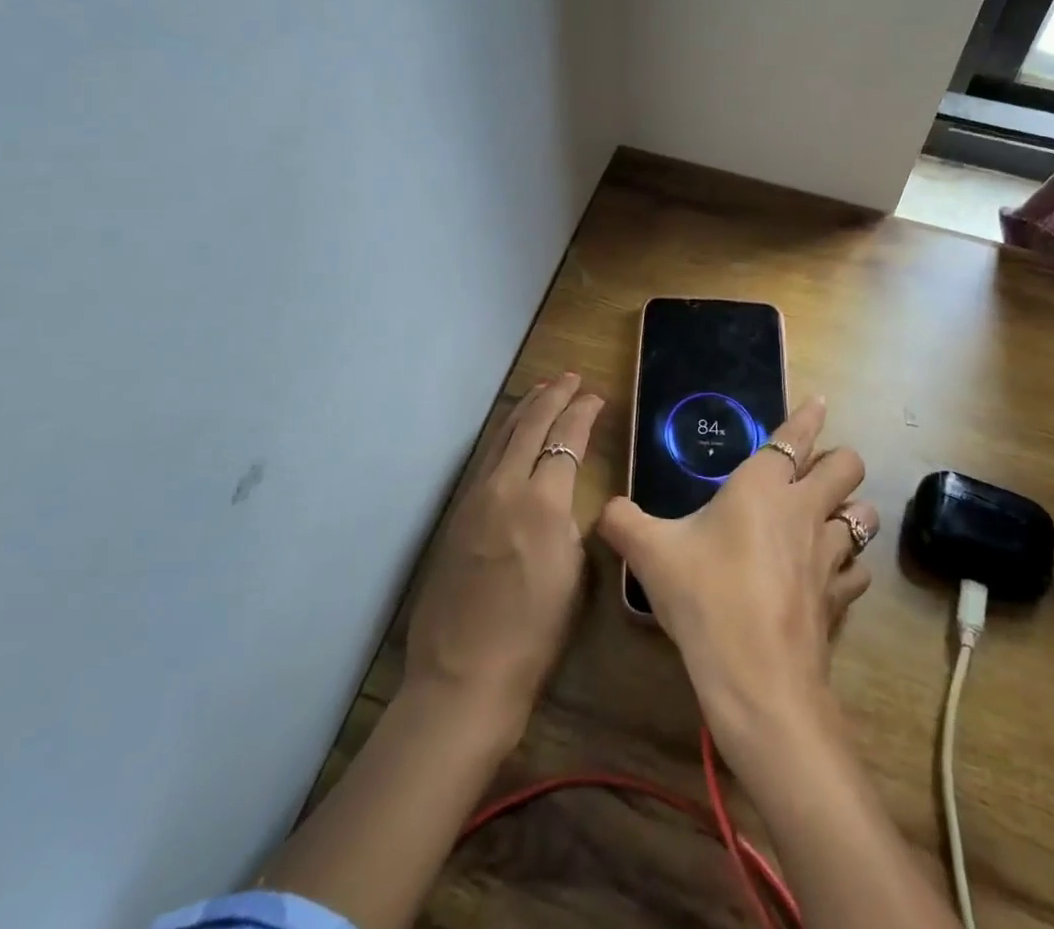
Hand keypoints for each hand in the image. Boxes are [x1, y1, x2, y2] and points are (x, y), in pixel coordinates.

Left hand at [404, 374, 603, 737]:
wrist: (463, 675)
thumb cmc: (533, 635)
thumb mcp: (573, 574)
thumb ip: (571, 522)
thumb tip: (565, 498)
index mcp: (542, 502)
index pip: (566, 439)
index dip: (583, 412)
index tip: (596, 397)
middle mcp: (505, 486)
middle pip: (531, 425)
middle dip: (553, 396)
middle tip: (571, 378)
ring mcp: (475, 497)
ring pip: (503, 436)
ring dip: (525, 408)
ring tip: (542, 389)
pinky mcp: (457, 512)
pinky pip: (486, 458)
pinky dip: (504, 434)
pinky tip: (511, 432)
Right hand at [597, 397, 877, 755]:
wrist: (756, 679)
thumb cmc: (704, 597)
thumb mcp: (649, 554)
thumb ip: (622, 522)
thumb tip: (603, 509)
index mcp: (763, 485)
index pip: (795, 437)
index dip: (809, 416)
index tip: (818, 402)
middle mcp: (804, 509)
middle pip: (848, 465)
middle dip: (839, 461)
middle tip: (815, 472)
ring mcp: (829, 554)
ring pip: (863, 515)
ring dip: (851, 511)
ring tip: (829, 519)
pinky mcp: (840, 597)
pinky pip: (858, 570)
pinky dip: (849, 566)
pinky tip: (829, 575)